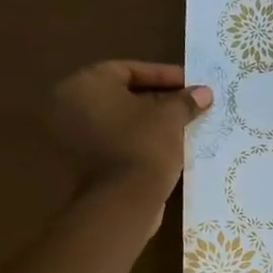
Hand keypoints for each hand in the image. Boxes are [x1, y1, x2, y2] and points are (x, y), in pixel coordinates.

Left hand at [49, 60, 210, 204]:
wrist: (122, 202)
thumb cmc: (143, 147)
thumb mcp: (171, 118)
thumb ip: (185, 101)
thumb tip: (204, 92)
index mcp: (85, 84)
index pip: (129, 69)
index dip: (164, 75)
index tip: (191, 83)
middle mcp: (69, 105)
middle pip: (122, 95)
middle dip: (158, 98)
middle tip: (189, 103)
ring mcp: (72, 136)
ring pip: (120, 120)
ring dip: (150, 121)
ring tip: (183, 125)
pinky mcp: (82, 162)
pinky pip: (115, 141)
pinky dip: (138, 140)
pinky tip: (167, 145)